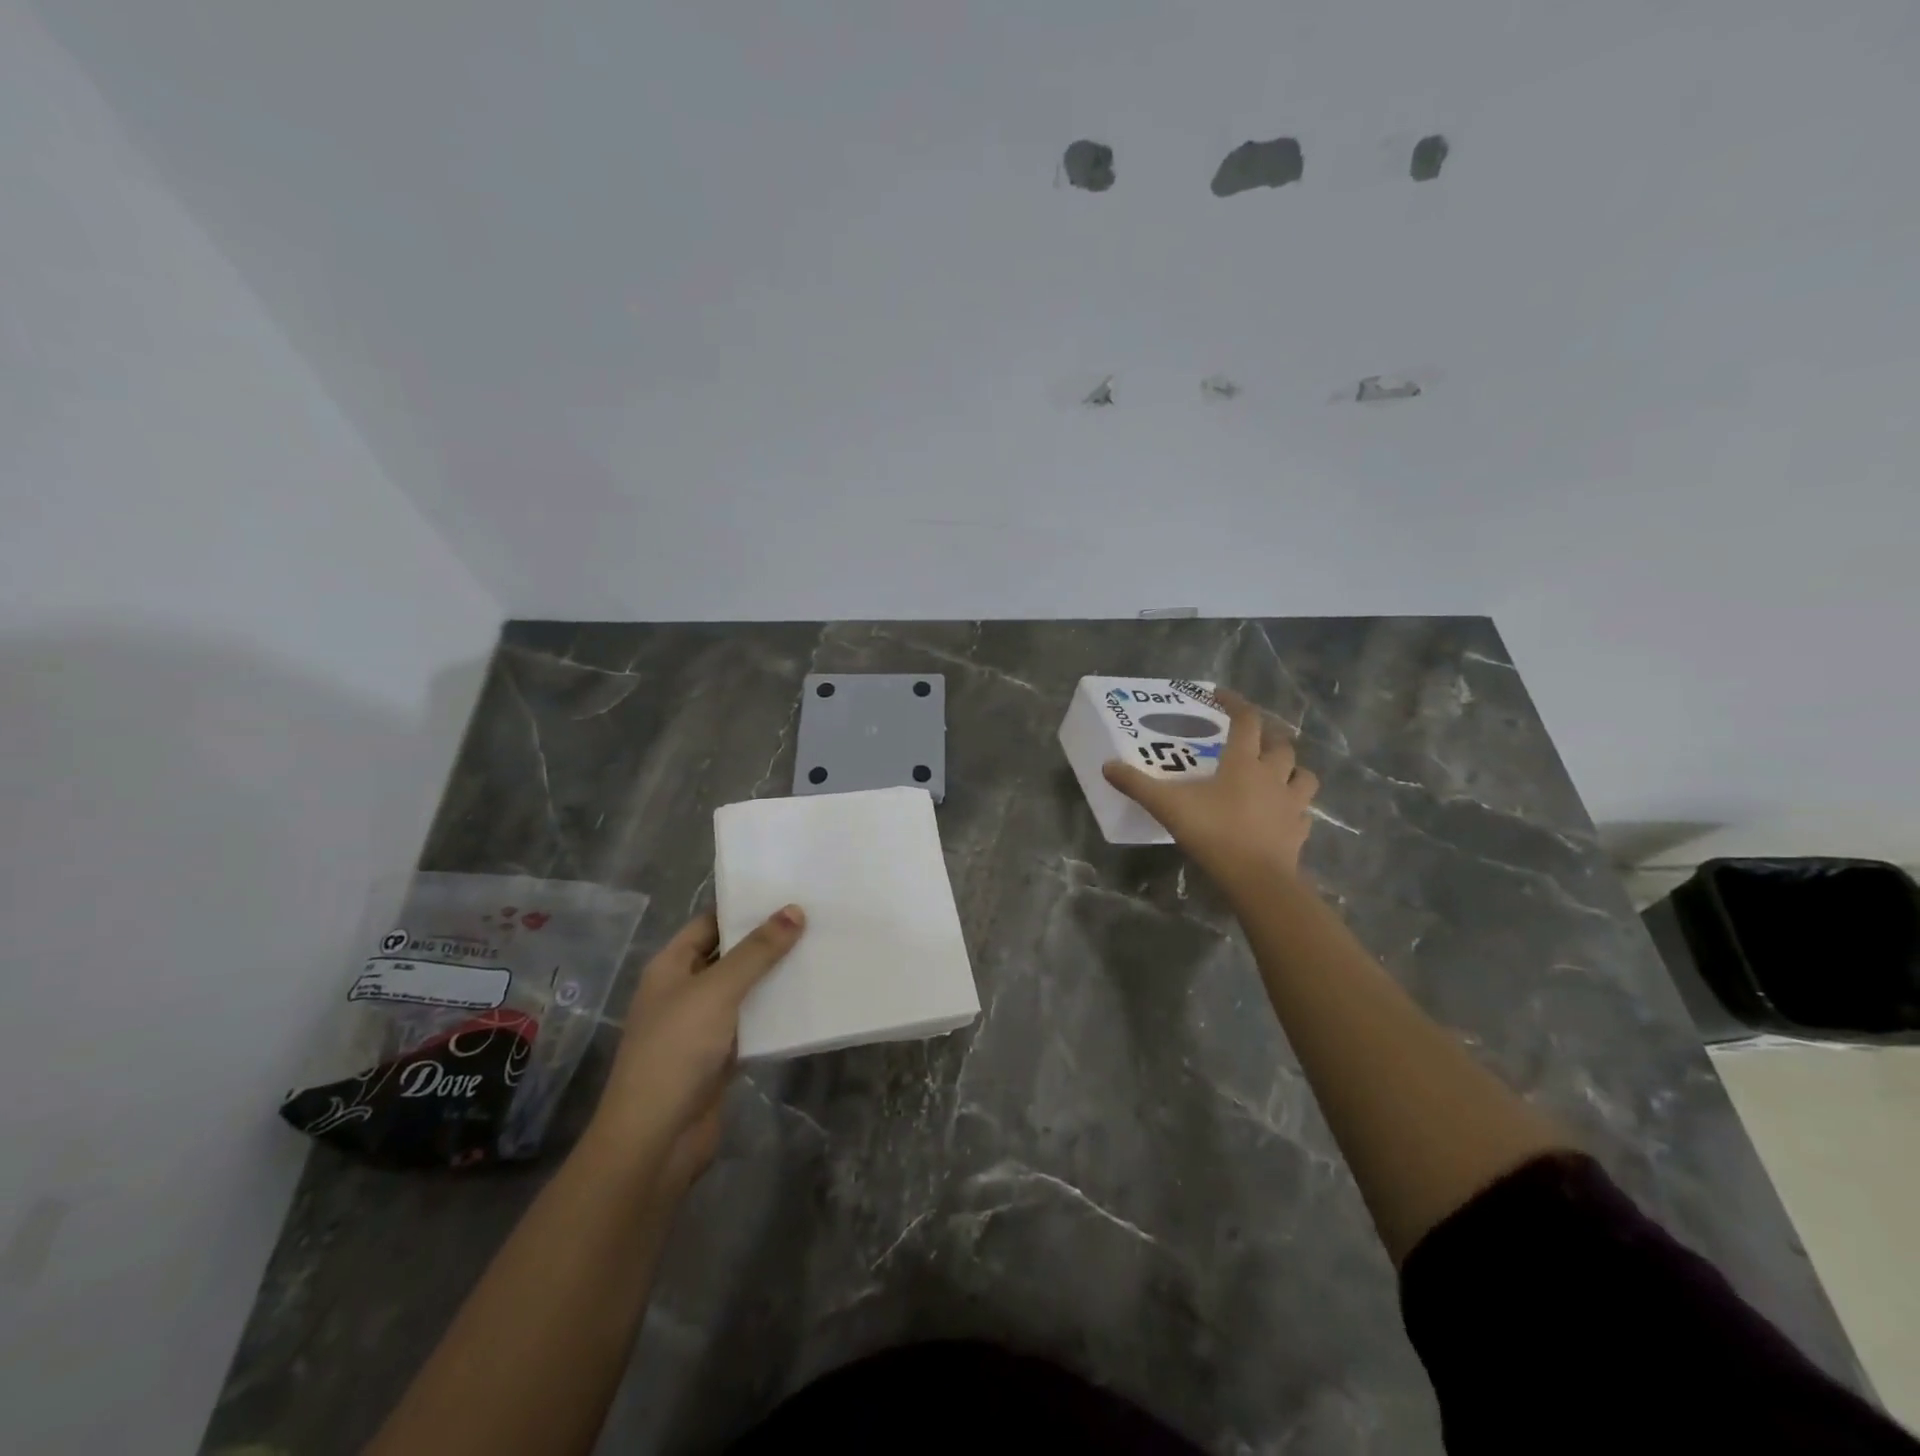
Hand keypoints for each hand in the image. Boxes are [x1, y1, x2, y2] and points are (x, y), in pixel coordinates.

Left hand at [586, 905, 804, 1195]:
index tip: (787, 893)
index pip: (709, 923)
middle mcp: (684, 991)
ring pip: (743, 991)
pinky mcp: (720, 1058)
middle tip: (814, 919)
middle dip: (766, 941)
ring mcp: (701, 1026)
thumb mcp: (718, 991)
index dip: (743, 908)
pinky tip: (808, 1000)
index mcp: (670, 967)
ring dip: (774, 978)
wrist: (655, 1139)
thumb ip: (757, 952)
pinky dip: (774, 1014)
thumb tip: (795, 910)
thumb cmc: (676, 1051)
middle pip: (729, 956)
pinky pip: (752, 1024)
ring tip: (819, 952)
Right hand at [1103, 688, 1318, 888]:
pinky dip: (1295, 809)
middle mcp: (1273, 776)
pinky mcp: (1299, 831)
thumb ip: (1137, 785)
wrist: (1255, 878)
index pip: (1246, 720)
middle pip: (1281, 745)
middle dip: (1268, 737)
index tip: (1219, 695)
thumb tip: (1107, 766)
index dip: (1234, 702)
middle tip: (1251, 740)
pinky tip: (1282, 815)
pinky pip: (1303, 813)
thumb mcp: (1167, 806)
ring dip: (1292, 770)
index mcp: (1243, 763)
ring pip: (1303, 776)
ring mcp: (1291, 804)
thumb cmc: (1213, 832)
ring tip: (1276, 775)